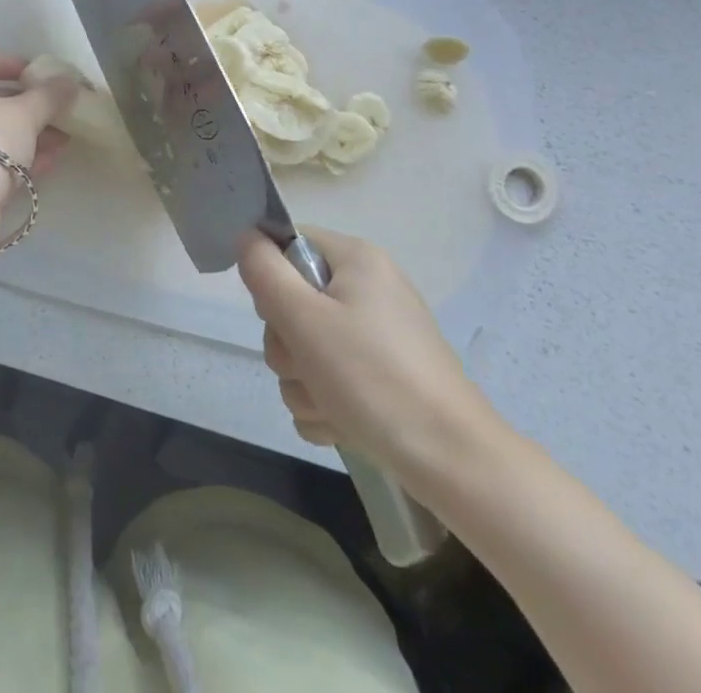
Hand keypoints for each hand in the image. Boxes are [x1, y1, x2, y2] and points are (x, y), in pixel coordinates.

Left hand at [0, 50, 76, 180]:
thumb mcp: (23, 114)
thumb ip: (47, 95)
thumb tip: (69, 81)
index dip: (5, 63)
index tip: (35, 73)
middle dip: (21, 104)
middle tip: (53, 108)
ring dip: (22, 133)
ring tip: (62, 137)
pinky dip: (10, 157)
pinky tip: (48, 161)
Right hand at [238, 227, 503, 483]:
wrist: (454, 463)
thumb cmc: (373, 378)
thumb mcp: (304, 318)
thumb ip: (264, 271)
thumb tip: (246, 236)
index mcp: (357, 260)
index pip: (289, 245)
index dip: (271, 279)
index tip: (280, 315)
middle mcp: (370, 290)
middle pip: (294, 302)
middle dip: (288, 345)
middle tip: (306, 367)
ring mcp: (379, 338)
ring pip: (307, 348)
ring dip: (304, 383)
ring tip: (329, 407)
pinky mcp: (385, 379)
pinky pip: (331, 380)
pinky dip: (327, 405)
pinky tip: (341, 425)